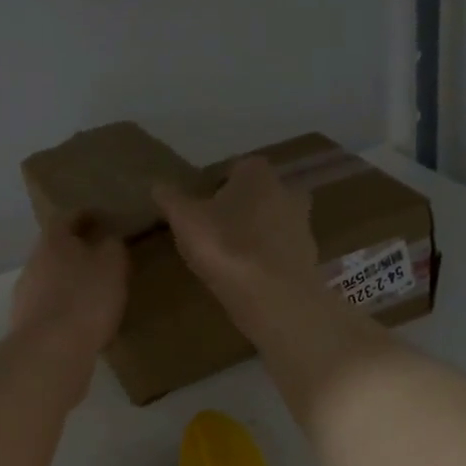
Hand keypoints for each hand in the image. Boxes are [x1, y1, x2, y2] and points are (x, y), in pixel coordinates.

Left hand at [10, 214, 128, 362]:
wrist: (50, 351)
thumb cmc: (86, 298)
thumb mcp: (112, 264)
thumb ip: (112, 246)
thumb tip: (108, 239)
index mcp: (53, 241)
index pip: (68, 218)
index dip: (87, 216)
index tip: (104, 219)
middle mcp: (34, 262)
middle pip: (56, 249)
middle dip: (77, 252)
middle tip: (102, 258)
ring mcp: (25, 295)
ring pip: (51, 279)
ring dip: (70, 282)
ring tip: (95, 293)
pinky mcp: (26, 324)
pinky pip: (50, 308)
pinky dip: (65, 309)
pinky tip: (82, 321)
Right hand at [155, 156, 317, 304]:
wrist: (275, 297)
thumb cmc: (226, 246)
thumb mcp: (185, 219)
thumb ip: (170, 198)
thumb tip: (158, 184)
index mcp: (257, 172)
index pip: (232, 168)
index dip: (212, 186)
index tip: (197, 208)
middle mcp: (287, 190)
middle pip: (255, 195)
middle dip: (237, 208)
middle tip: (211, 231)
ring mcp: (302, 225)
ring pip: (270, 222)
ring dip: (252, 234)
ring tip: (227, 258)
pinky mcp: (308, 257)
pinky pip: (278, 251)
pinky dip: (264, 259)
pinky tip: (246, 277)